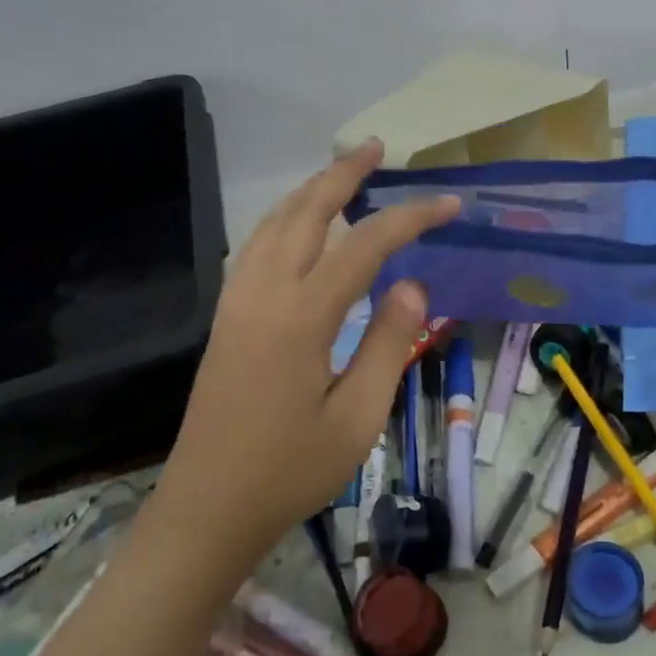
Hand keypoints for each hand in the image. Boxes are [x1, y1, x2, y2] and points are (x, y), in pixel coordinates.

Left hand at [151, 139, 458, 559]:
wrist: (208, 507)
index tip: (448, 203)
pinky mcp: (227, 316)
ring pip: (273, 223)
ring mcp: (238, 301)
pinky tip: (299, 225)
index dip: (409, 218)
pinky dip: (284, 219)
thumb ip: (388, 345)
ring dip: (310, 191)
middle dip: (343, 175)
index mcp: (302, 317)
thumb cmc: (290, 471)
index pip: (365, 246)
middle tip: (376, 148)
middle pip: (306, 212)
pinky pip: (256, 246)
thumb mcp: (357, 418)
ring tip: (343, 174)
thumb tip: (412, 285)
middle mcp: (264, 293)